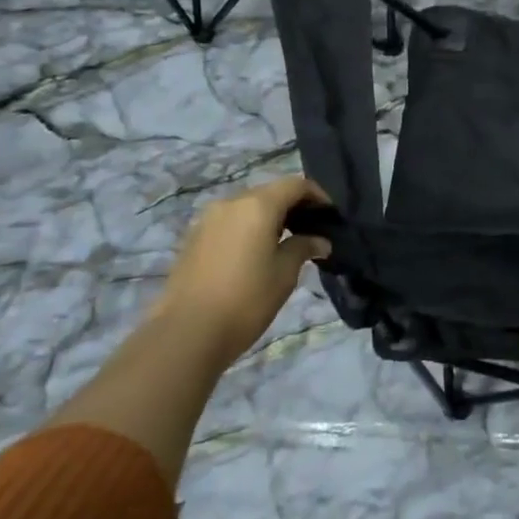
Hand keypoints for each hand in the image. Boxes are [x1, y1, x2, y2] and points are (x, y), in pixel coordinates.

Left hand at [149, 176, 331, 369]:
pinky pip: (230, 222)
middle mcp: (231, 203)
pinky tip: (256, 254)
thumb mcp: (284, 274)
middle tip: (312, 230)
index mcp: (257, 205)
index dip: (318, 196)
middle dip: (294, 206)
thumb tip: (319, 240)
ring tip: (286, 243)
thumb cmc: (246, 300)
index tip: (331, 216)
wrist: (186, 333)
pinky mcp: (194, 238)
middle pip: (270, 192)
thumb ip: (304, 247)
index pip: (296, 185)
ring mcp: (208, 219)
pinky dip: (249, 228)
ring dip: (270, 217)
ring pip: (248, 207)